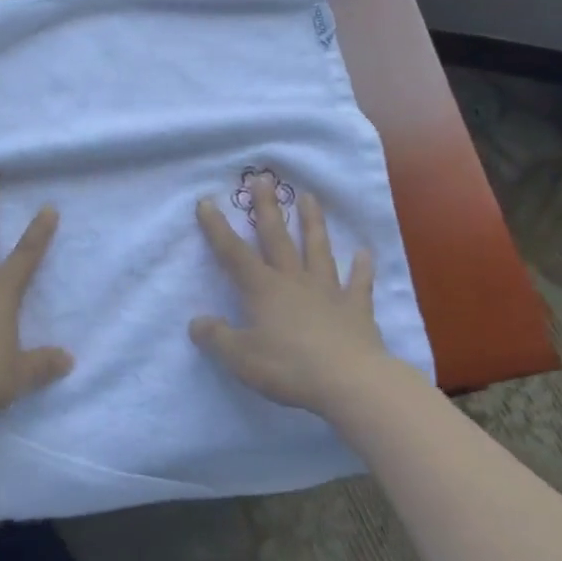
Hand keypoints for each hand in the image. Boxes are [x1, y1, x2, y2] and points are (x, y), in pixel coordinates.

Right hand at [191, 174, 390, 413]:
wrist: (350, 382)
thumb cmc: (289, 367)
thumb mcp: (240, 357)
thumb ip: (217, 338)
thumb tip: (197, 322)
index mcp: (263, 289)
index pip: (233, 253)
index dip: (217, 228)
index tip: (206, 201)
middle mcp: (294, 280)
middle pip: (277, 238)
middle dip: (266, 208)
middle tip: (262, 179)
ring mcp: (328, 291)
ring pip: (318, 249)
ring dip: (313, 223)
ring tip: (309, 197)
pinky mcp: (356, 309)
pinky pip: (359, 283)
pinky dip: (362, 268)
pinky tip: (365, 253)